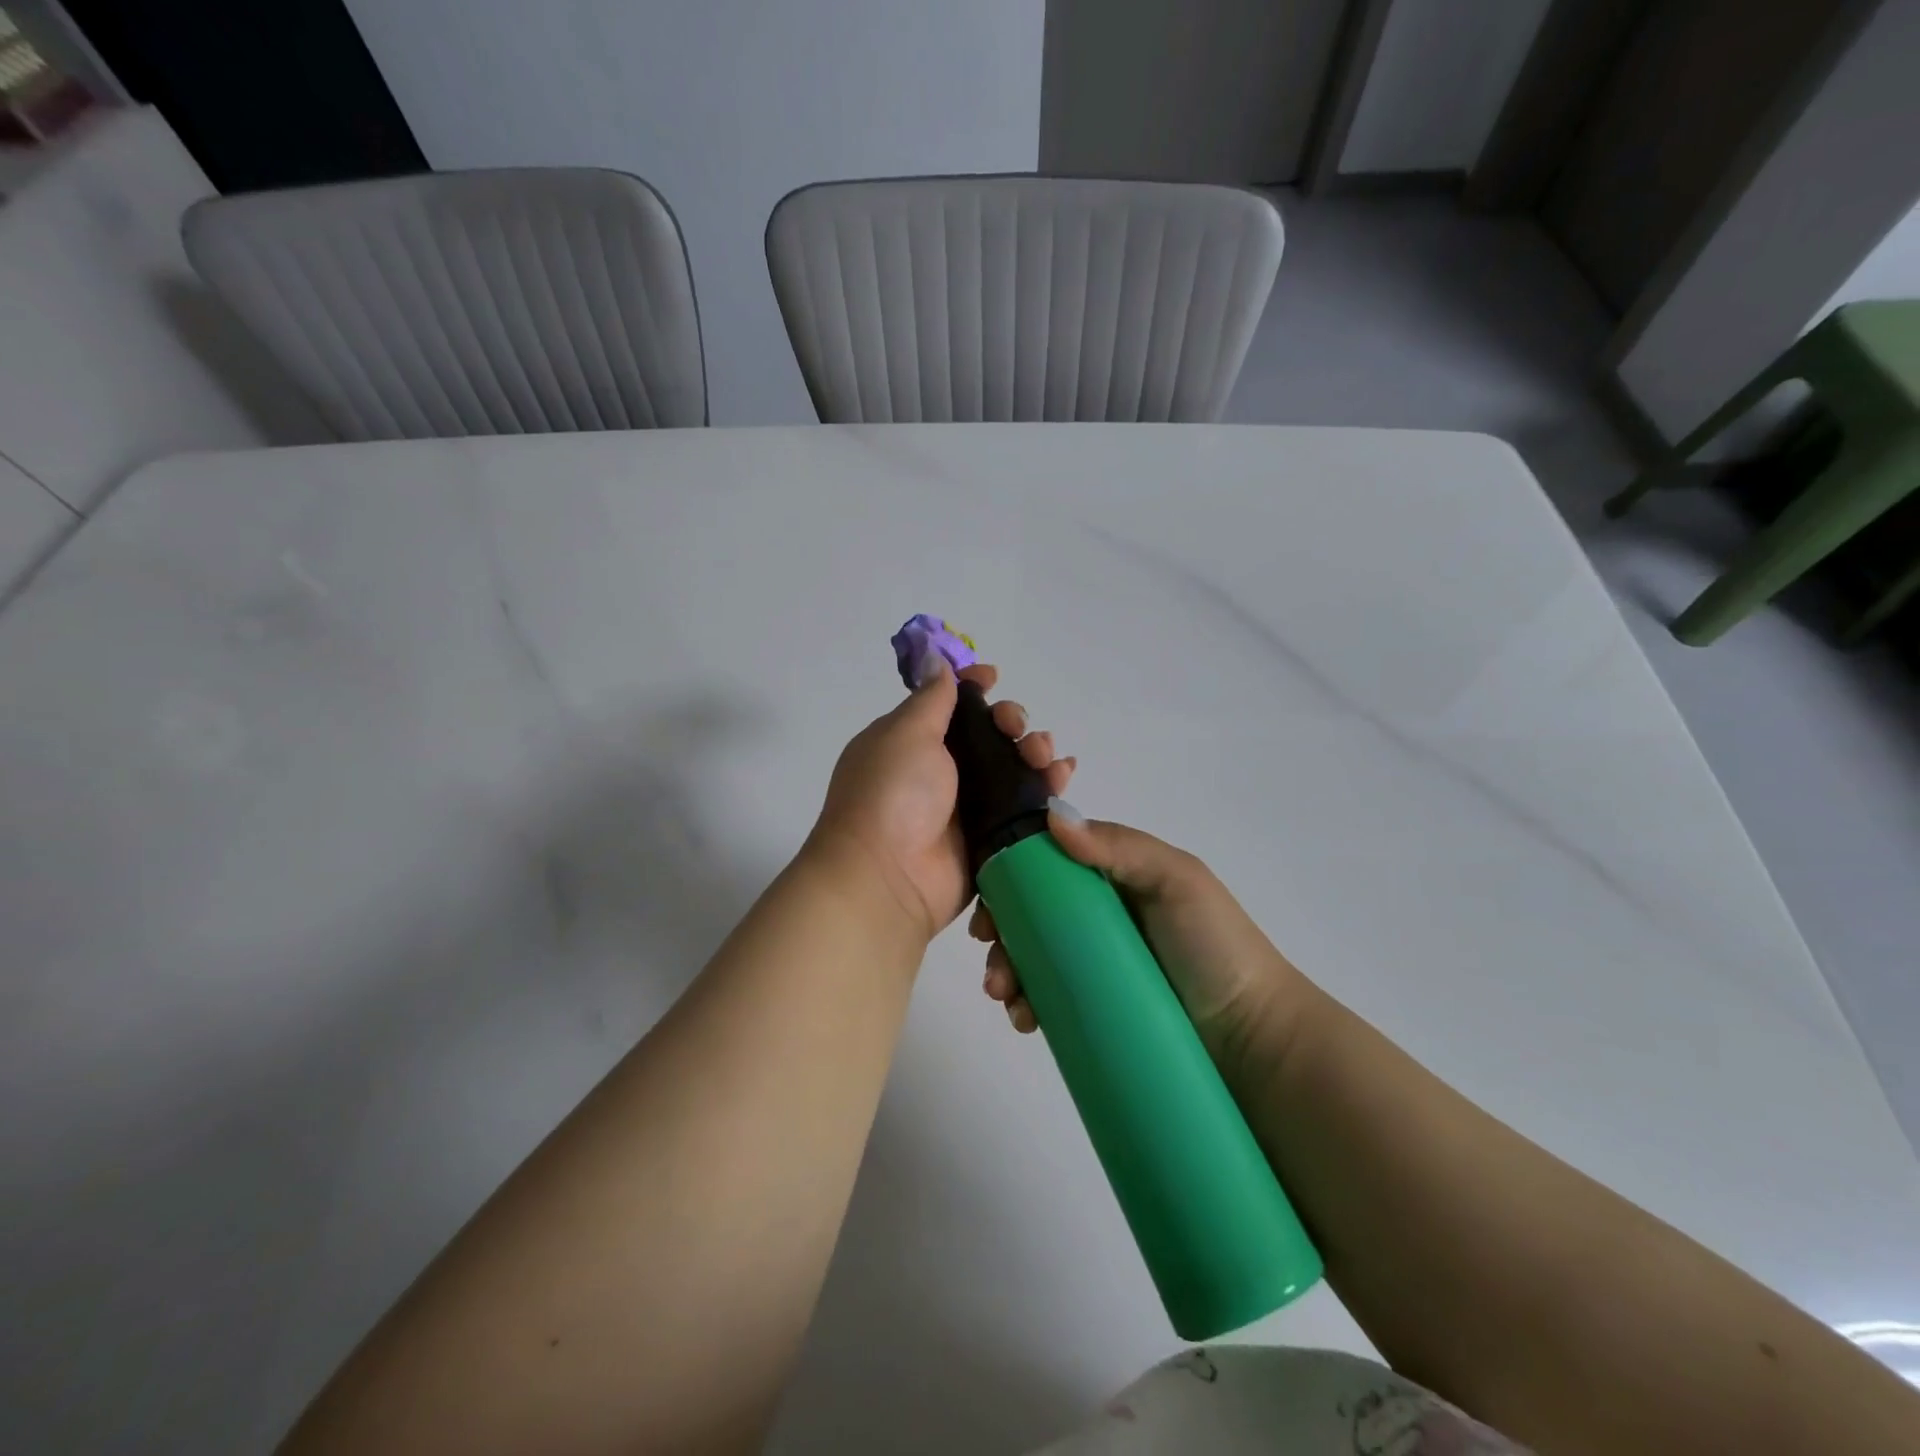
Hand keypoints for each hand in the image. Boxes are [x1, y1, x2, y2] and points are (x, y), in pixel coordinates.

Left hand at [808, 657, 1076, 942]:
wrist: (887, 878)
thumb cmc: (891, 794)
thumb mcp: (906, 734)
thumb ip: (931, 699)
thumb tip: (937, 660)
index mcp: (912, 741)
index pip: (949, 705)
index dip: (973, 688)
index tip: (993, 677)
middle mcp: (940, 771)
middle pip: (989, 733)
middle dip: (1011, 720)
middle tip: (1015, 728)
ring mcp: (966, 805)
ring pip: (1012, 767)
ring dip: (1034, 750)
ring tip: (1044, 756)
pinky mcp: (991, 836)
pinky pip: (1025, 804)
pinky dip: (1047, 787)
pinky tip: (1063, 774)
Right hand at [972, 808, 1313, 1085]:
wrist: (1253, 1039)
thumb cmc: (1215, 946)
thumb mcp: (1177, 881)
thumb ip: (1120, 847)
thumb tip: (1051, 816)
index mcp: (1114, 877)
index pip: (1049, 864)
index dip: (1012, 874)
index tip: (988, 897)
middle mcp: (1099, 916)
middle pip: (1031, 913)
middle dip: (1000, 929)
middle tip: (992, 955)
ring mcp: (1094, 965)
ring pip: (1032, 957)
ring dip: (1005, 969)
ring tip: (1005, 995)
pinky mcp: (1094, 1008)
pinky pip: (1047, 999)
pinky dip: (1025, 1004)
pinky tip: (1022, 1018)